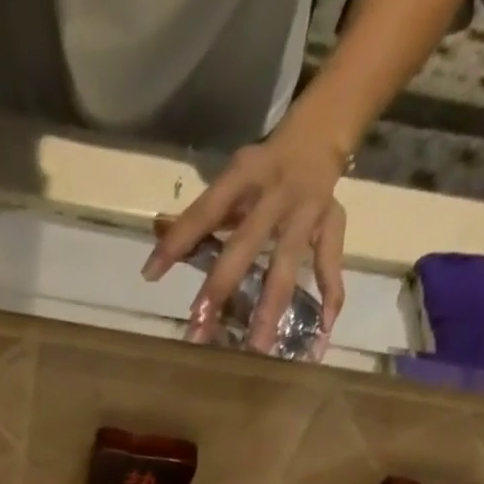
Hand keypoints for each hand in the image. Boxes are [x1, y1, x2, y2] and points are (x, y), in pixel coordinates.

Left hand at [143, 125, 347, 352]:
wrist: (320, 133)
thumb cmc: (261, 170)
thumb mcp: (229, 182)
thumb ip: (195, 220)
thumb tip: (153, 256)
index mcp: (244, 177)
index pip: (204, 211)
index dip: (177, 241)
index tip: (150, 275)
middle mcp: (275, 194)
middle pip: (244, 246)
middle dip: (220, 290)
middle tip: (198, 331)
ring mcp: (307, 211)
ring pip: (286, 265)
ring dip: (271, 309)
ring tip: (259, 350)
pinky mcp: (333, 224)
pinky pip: (331, 265)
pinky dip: (331, 296)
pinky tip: (323, 331)